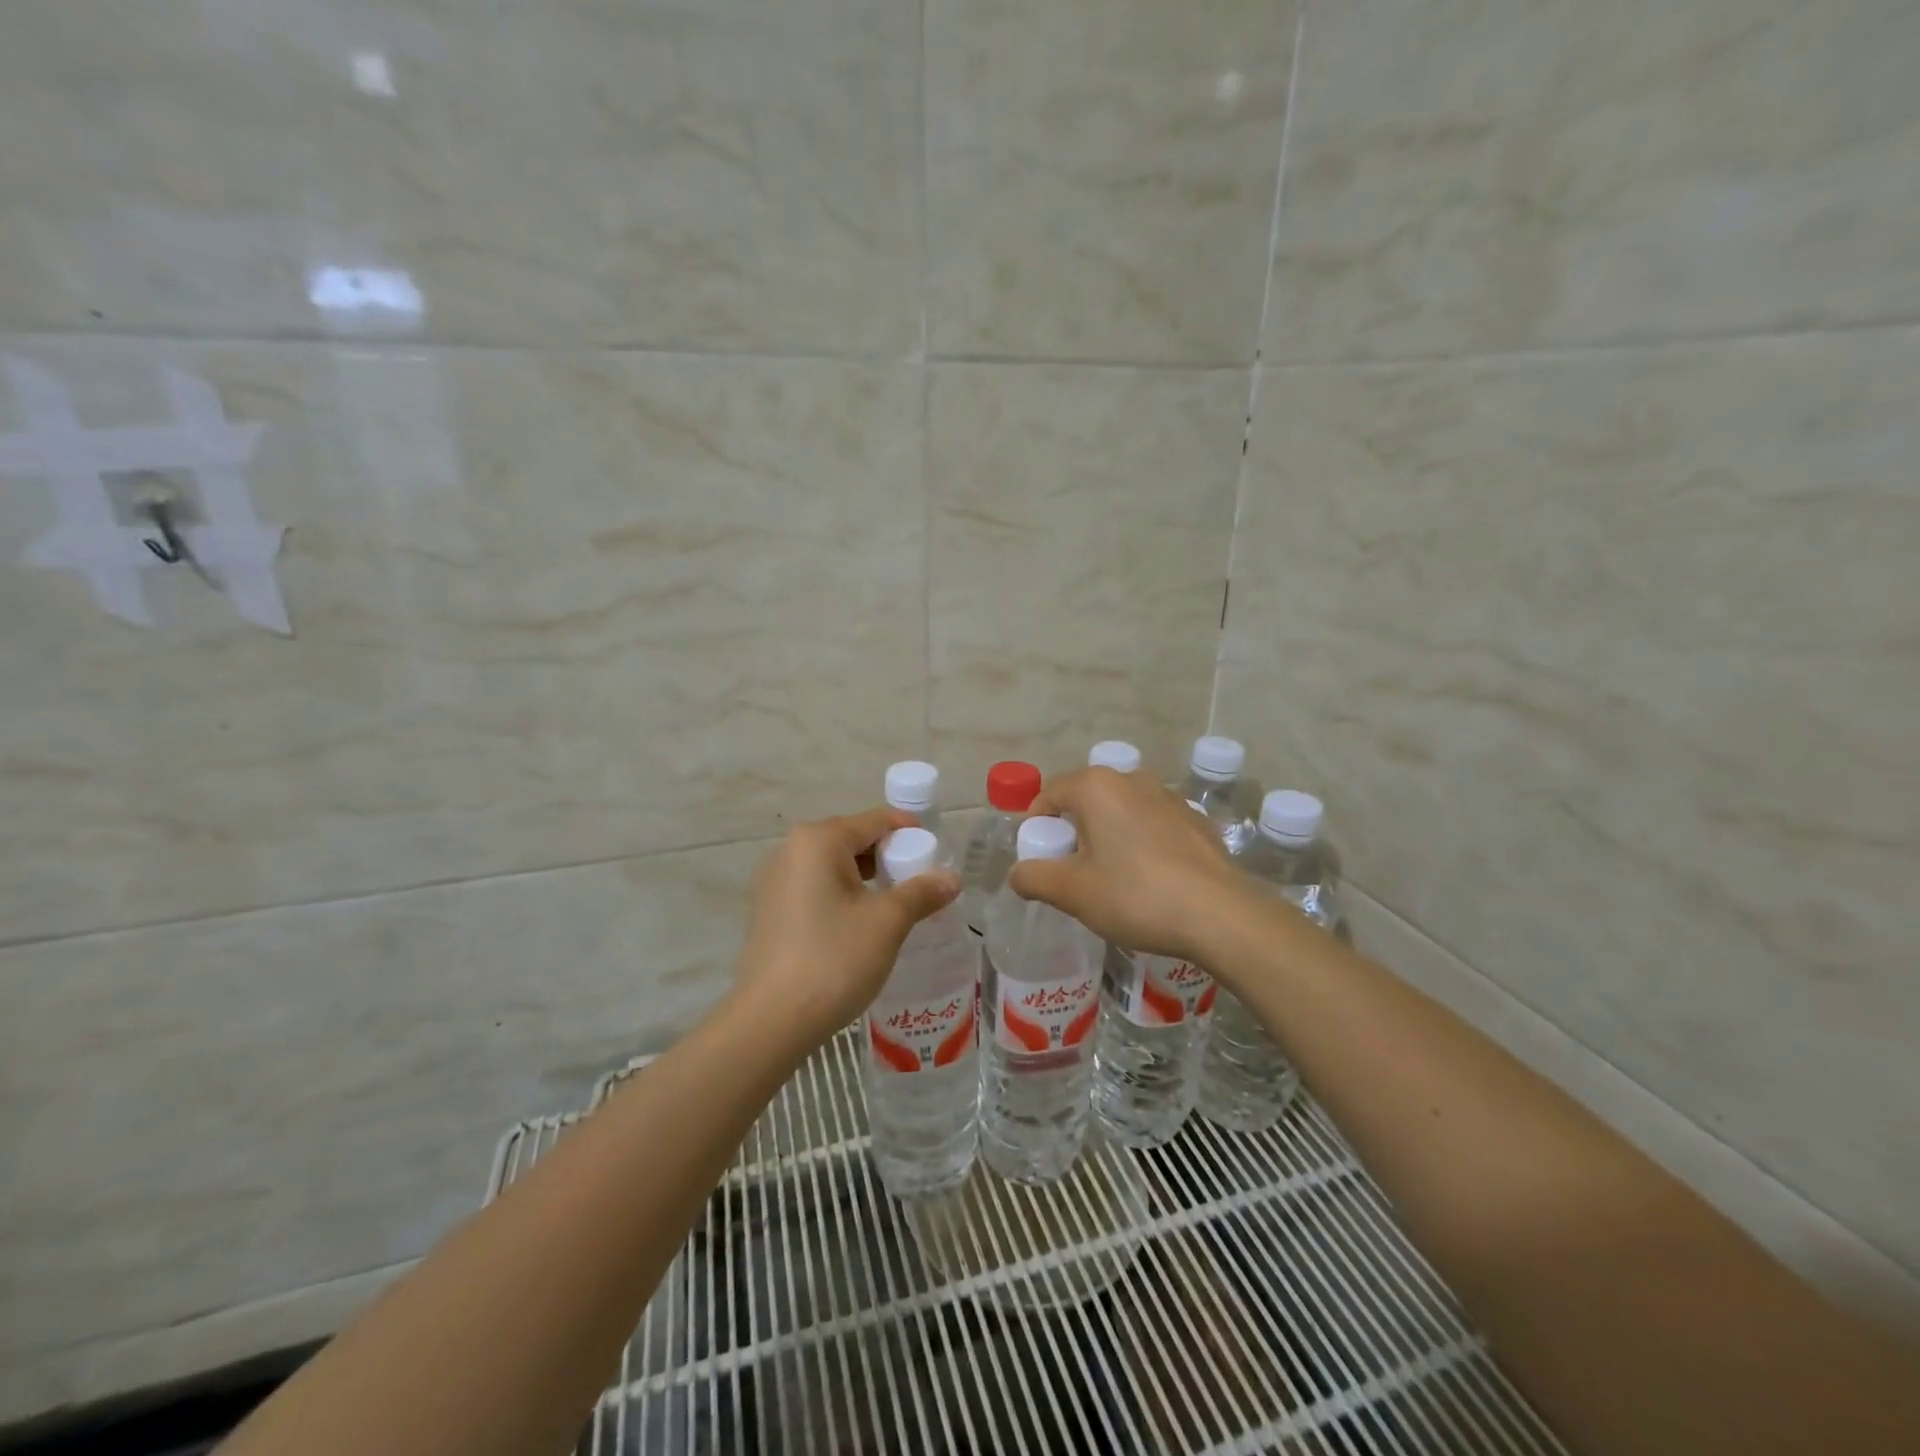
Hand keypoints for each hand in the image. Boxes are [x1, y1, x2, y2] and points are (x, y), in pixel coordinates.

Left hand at [733, 807, 961, 1048]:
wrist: (771, 1021)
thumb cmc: (834, 959)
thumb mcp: (888, 922)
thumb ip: (922, 892)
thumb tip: (952, 878)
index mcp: (818, 840)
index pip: (875, 820)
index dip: (910, 833)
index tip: (937, 854)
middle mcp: (791, 849)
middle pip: (853, 839)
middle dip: (889, 857)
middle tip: (921, 884)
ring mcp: (774, 880)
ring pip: (833, 865)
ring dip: (866, 878)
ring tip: (896, 905)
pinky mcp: (769, 910)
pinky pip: (815, 887)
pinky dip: (842, 895)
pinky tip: (860, 923)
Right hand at [1009, 767, 1247, 965]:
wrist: (1220, 915)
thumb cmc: (1136, 896)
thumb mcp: (1073, 892)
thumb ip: (1034, 878)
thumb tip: (1017, 874)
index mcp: (1097, 786)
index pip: (1049, 794)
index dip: (1036, 826)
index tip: (1039, 859)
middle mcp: (1132, 779)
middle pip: (1085, 800)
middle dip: (1073, 831)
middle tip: (1072, 872)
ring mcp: (1168, 796)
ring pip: (1121, 811)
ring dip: (1107, 836)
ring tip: (1111, 878)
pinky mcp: (1195, 819)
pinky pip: (1152, 824)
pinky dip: (1140, 843)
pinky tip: (1150, 879)